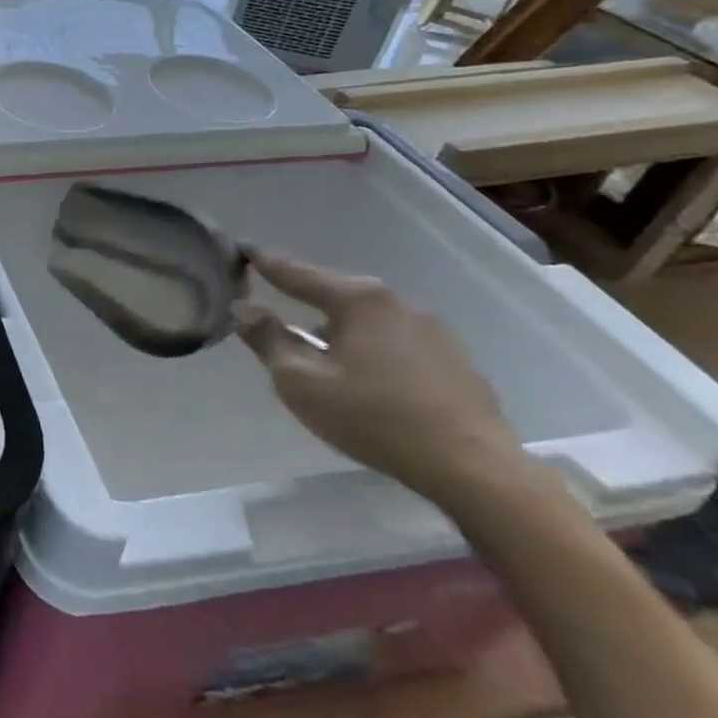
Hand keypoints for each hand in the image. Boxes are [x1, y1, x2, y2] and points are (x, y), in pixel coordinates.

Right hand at [233, 249, 527, 506]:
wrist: (474, 470)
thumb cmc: (373, 417)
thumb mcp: (300, 381)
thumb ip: (267, 339)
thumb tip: (243, 308)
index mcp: (357, 300)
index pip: (296, 273)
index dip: (264, 263)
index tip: (242, 248)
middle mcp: (396, 303)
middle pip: (335, 295)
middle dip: (306, 302)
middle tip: (278, 313)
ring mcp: (432, 331)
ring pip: (367, 321)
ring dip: (341, 331)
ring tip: (324, 357)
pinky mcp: (454, 361)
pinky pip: (396, 343)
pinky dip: (373, 351)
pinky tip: (369, 381)